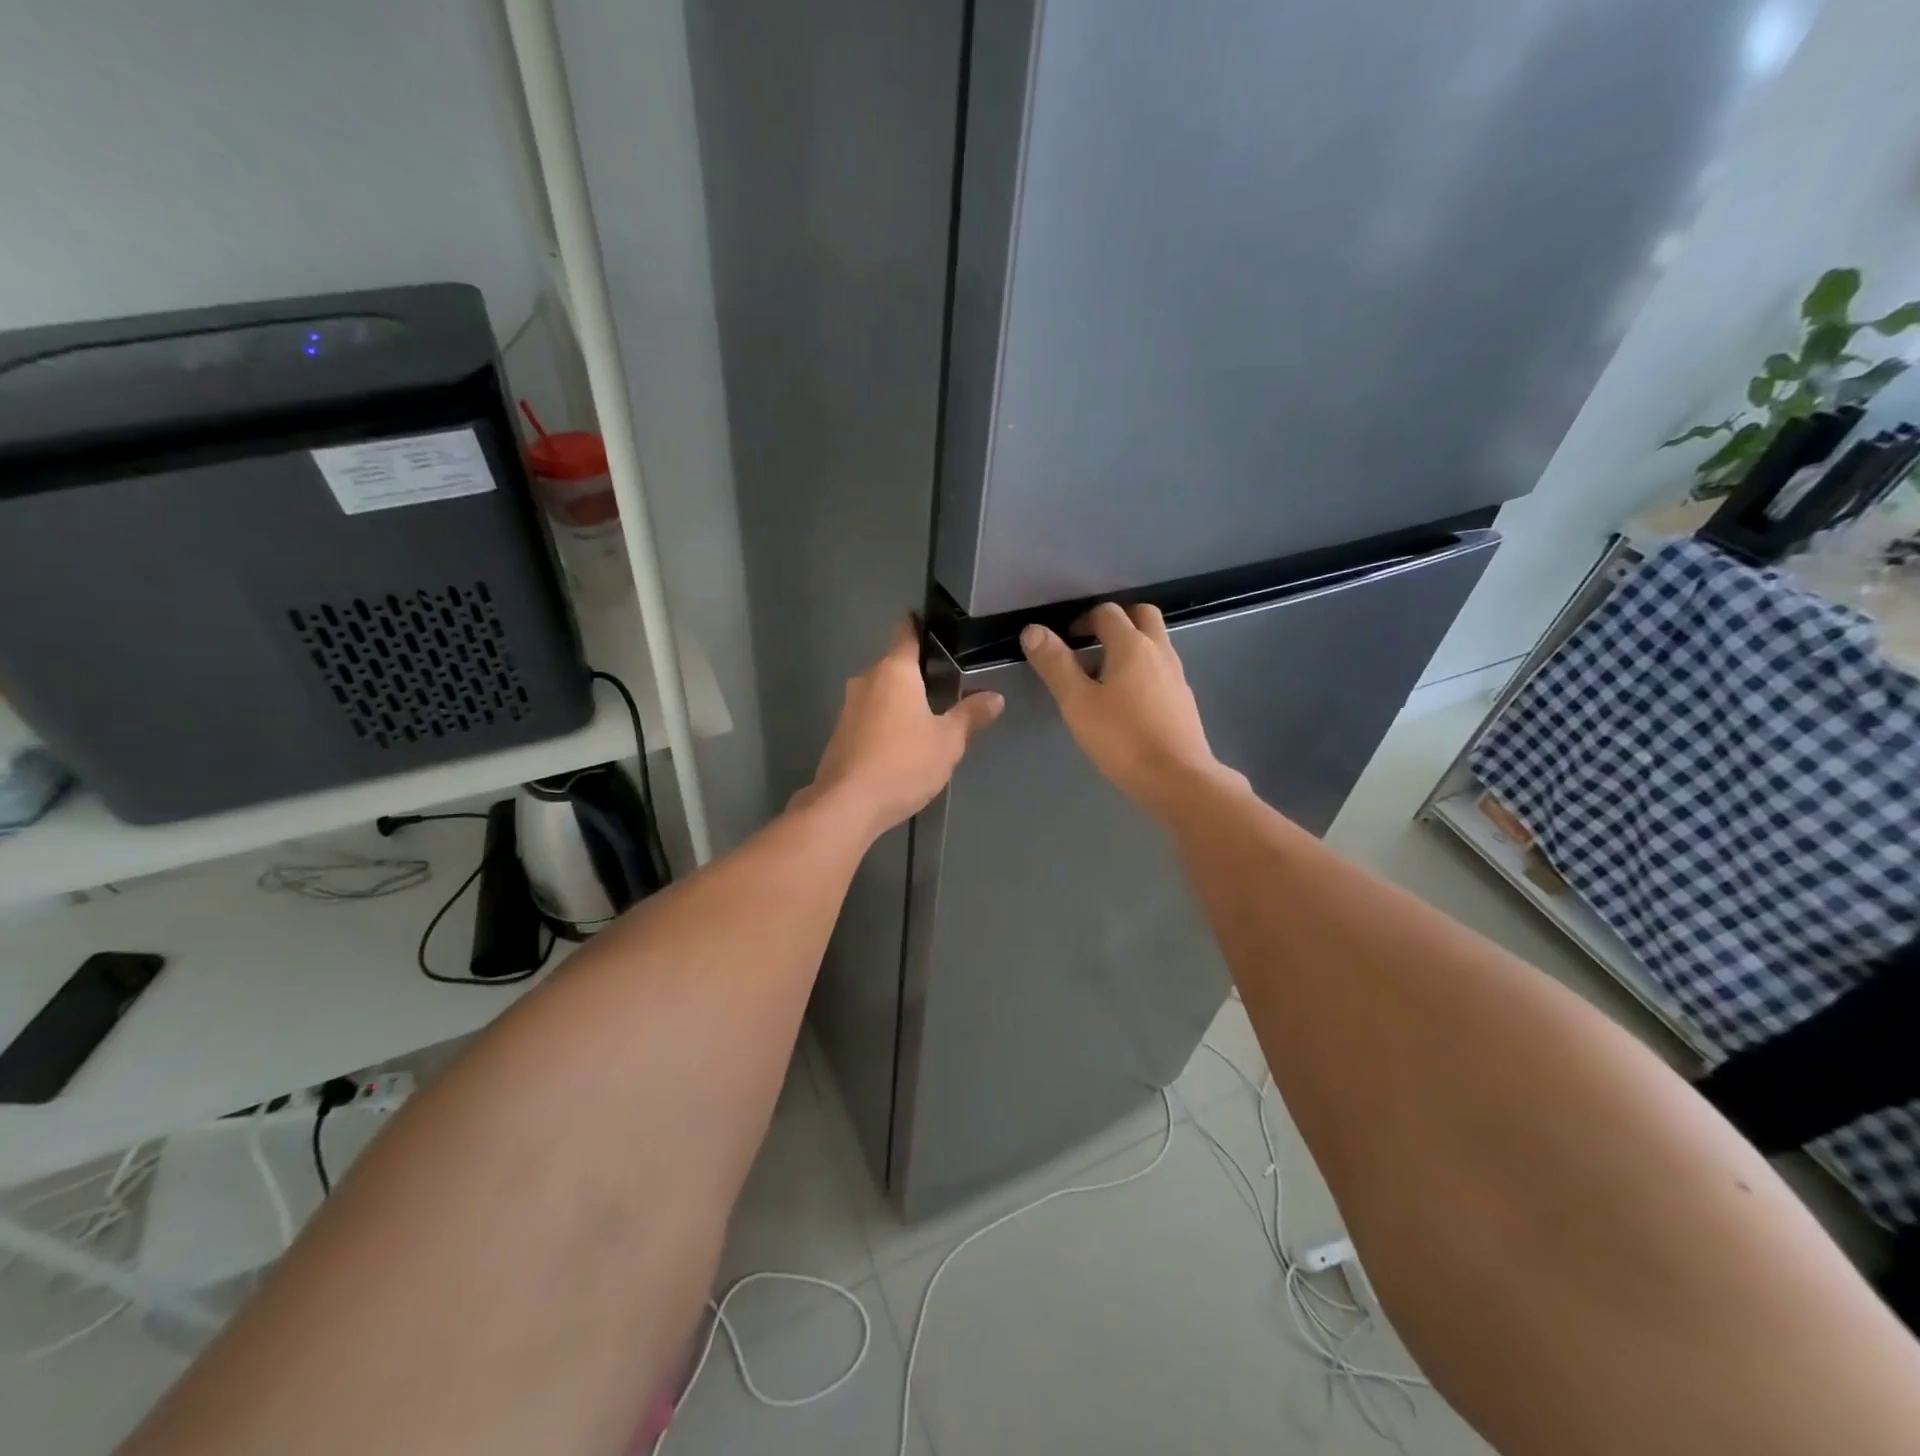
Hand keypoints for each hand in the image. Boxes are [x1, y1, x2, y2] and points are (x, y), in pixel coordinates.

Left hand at [802, 618, 1003, 836]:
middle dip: (917, 673)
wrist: (848, 804)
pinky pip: (869, 715)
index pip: (906, 633)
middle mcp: (867, 679)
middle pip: (894, 665)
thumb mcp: (948, 741)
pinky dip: (885, 720)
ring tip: (927, 718)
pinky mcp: (840, 732)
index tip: (932, 624)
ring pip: (880, 691)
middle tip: (946, 686)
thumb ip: (971, 715)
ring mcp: (849, 706)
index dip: (919, 625)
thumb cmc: (903, 763)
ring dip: (900, 700)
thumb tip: (995, 697)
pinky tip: (901, 743)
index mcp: (895, 671)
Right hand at [1021, 603, 1240, 816]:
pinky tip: (1126, 698)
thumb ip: (1055, 664)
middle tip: (1091, 641)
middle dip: (1115, 620)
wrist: (1177, 778)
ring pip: (1155, 641)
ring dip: (1130, 643)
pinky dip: (1142, 667)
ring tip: (1103, 672)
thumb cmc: (1122, 739)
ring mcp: (1176, 675)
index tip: (1066, 641)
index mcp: (1132, 645)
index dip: (1083, 619)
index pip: (1107, 612)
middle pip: (1142, 615)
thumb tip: (1033, 630)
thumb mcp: (1078, 702)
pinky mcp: (1183, 699)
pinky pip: (1161, 668)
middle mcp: (1159, 651)